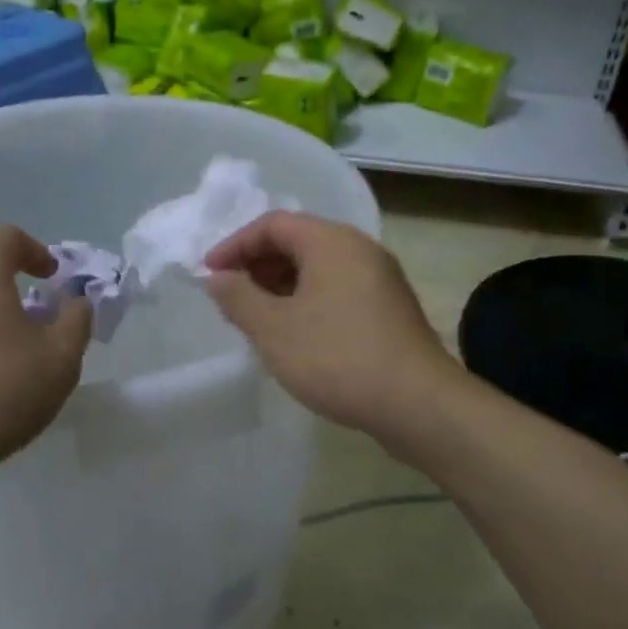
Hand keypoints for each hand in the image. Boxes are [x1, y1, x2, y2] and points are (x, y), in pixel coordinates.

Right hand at [204, 212, 456, 449]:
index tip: (209, 275)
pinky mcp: (388, 308)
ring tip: (255, 318)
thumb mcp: (274, 329)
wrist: (418, 404)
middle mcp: (359, 249)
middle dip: (257, 265)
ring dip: (280, 285)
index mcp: (332, 241)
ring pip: (318, 268)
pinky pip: (336, 289)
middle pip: (298, 241)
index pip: (273, 224)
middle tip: (229, 297)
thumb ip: (238, 298)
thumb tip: (217, 278)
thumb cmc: (337, 358)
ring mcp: (379, 279)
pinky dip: (306, 300)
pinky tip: (293, 333)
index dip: (235, 245)